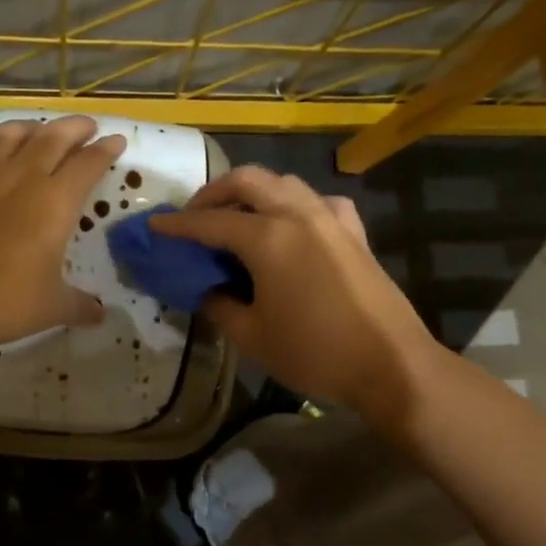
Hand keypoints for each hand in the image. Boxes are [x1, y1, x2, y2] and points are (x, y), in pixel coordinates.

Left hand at [0, 116, 125, 350]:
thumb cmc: (7, 305)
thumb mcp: (54, 307)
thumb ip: (80, 305)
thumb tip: (99, 314)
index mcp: (55, 202)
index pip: (88, 164)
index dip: (106, 150)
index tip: (116, 141)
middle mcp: (19, 178)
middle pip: (52, 138)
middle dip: (74, 128)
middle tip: (85, 127)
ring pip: (5, 136)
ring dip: (26, 127)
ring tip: (36, 129)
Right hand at [152, 167, 433, 424]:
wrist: (391, 365)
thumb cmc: (315, 353)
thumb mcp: (252, 336)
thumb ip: (219, 305)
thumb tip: (205, 289)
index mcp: (268, 239)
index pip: (210, 222)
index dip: (177, 224)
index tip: (153, 224)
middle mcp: (298, 215)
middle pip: (248, 180)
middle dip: (214, 192)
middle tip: (194, 216)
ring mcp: (331, 219)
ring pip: (284, 183)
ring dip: (254, 191)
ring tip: (237, 217)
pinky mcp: (354, 232)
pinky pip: (318, 201)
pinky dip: (295, 204)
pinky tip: (292, 226)